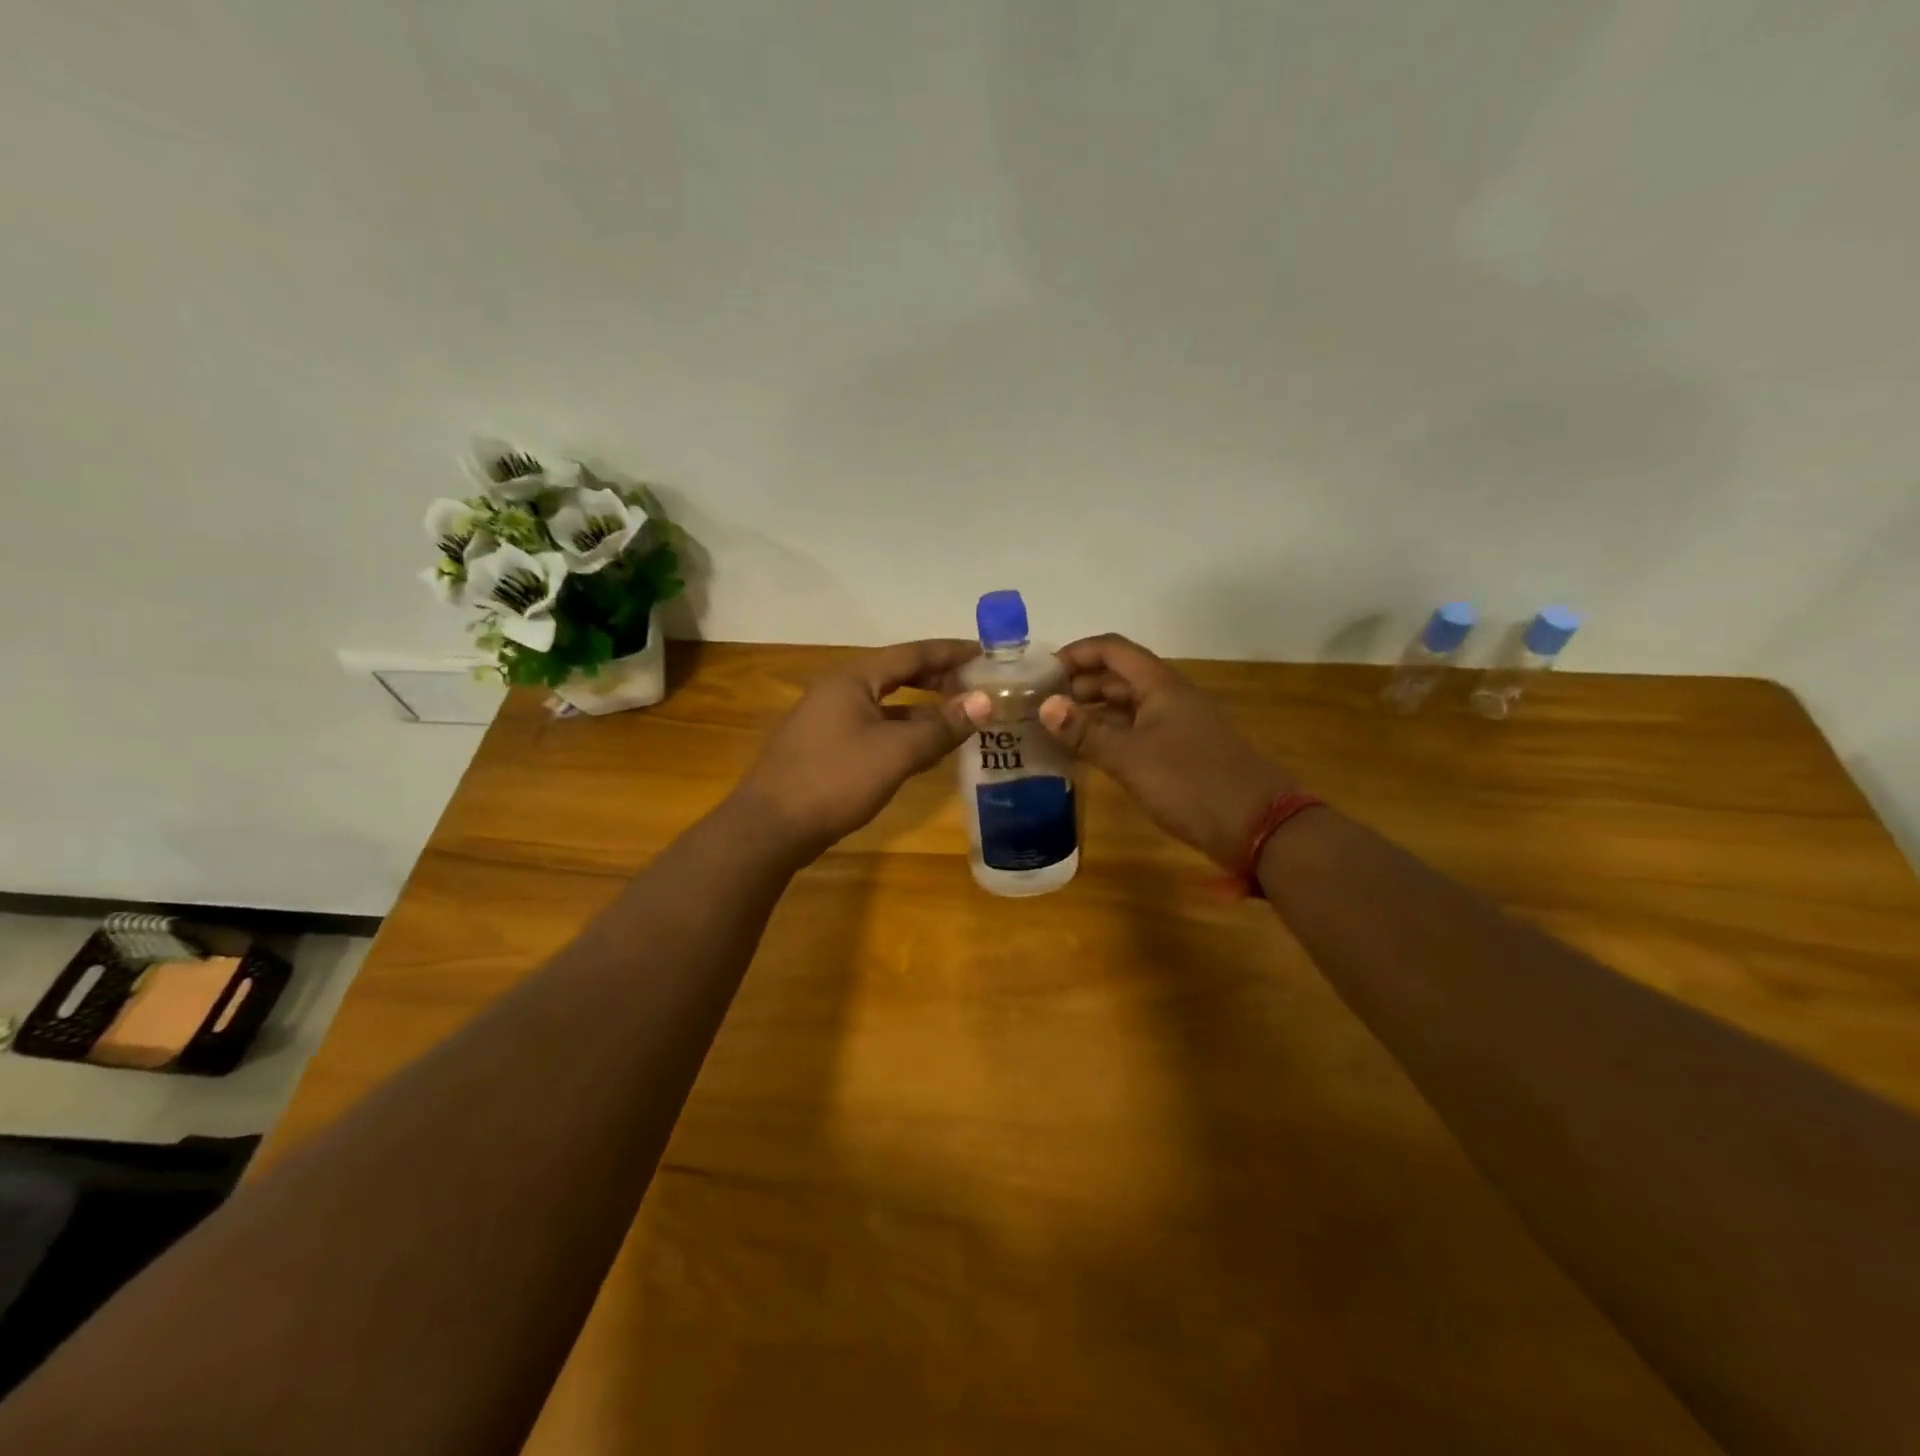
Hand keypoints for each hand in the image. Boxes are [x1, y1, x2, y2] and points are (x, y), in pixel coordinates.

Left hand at [735, 639, 983, 856]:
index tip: (986, 653)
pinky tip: (923, 750)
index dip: (951, 652)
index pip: (912, 653)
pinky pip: (874, 727)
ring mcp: (829, 719)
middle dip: (938, 678)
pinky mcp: (826, 747)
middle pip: (898, 673)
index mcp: (854, 678)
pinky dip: (903, 732)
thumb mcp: (896, 752)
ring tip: (959, 717)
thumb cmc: (835, 779)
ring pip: (886, 704)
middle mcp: (840, 689)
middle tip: (977, 685)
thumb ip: (941, 726)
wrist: (771, 826)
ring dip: (922, 708)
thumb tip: (984, 701)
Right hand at [1039, 634, 1296, 866]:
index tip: (1041, 673)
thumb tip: (1044, 706)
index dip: (1076, 653)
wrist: (1258, 825)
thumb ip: (1086, 733)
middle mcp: (1168, 697)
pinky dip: (1109, 735)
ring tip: (1054, 727)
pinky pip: (1136, 732)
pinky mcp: (1179, 753)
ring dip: (1092, 711)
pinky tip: (1086, 752)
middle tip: (1040, 704)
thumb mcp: (1130, 758)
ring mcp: (1176, 725)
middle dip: (1079, 683)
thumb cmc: (1191, 783)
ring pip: (1126, 706)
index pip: (1112, 650)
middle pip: (1118, 675)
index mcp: (1161, 685)